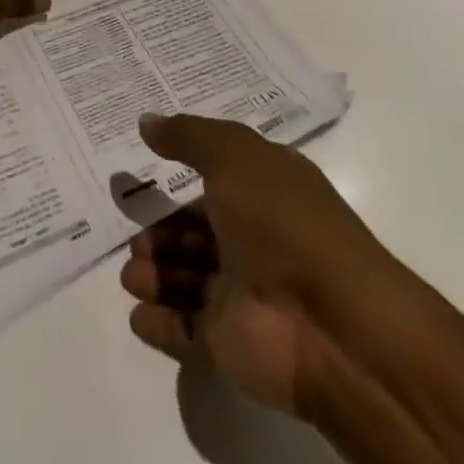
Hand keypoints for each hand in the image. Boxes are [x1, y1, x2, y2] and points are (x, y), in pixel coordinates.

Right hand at [120, 112, 386, 415]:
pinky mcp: (232, 343)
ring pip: (189, 279)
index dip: (182, 169)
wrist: (332, 324)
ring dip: (156, 275)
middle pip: (198, 232)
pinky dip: (160, 322)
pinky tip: (138, 313)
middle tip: (134, 239)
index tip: (143, 164)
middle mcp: (256, 238)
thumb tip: (146, 121)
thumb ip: (188, 136)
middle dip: (162, 234)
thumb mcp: (234, 156)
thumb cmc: (283, 221)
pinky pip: (187, 329)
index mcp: (265, 188)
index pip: (218, 176)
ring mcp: (245, 292)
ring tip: (131, 275)